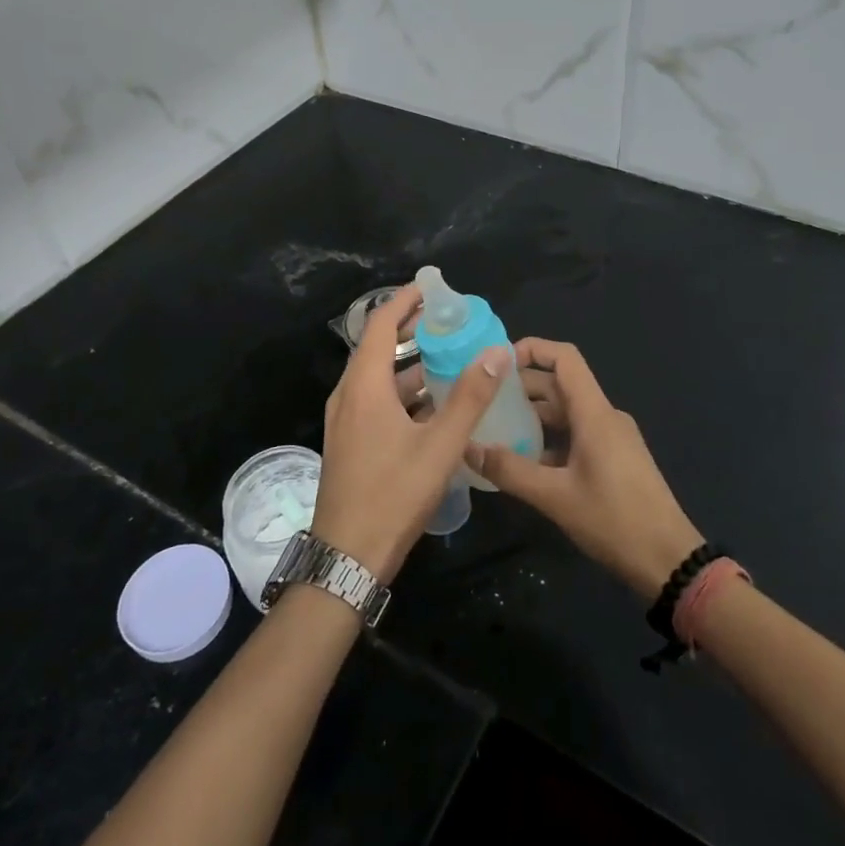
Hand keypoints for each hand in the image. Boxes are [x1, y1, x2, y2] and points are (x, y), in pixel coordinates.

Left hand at [314, 287, 510, 583]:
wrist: (348, 558)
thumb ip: (470, 398)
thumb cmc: (393, 495)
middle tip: (447, 320)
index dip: (404, 301)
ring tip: (447, 357)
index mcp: (364, 387)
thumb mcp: (440, 446)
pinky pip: (376, 401)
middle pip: (378, 348)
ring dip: (409, 364)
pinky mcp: (350, 442)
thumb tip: (498, 351)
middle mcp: (349, 396)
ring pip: (378, 378)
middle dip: (410, 330)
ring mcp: (346, 421)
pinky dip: (403, 392)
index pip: (381, 325)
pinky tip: (432, 405)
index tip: (431, 288)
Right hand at [464, 339, 702, 600]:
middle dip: (523, 386)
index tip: (498, 362)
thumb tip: (468, 448)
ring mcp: (612, 438)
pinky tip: (523, 459)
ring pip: (567, 412)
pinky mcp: (614, 459)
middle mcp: (604, 417)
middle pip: (561, 385)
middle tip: (483, 399)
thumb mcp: (555, 498)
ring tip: (495, 427)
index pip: (564, 359)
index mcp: (595, 414)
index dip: (532, 349)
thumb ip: (510, 471)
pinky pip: (576, 434)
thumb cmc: (614, 521)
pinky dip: (549, 438)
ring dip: (533, 414)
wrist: (669, 560)